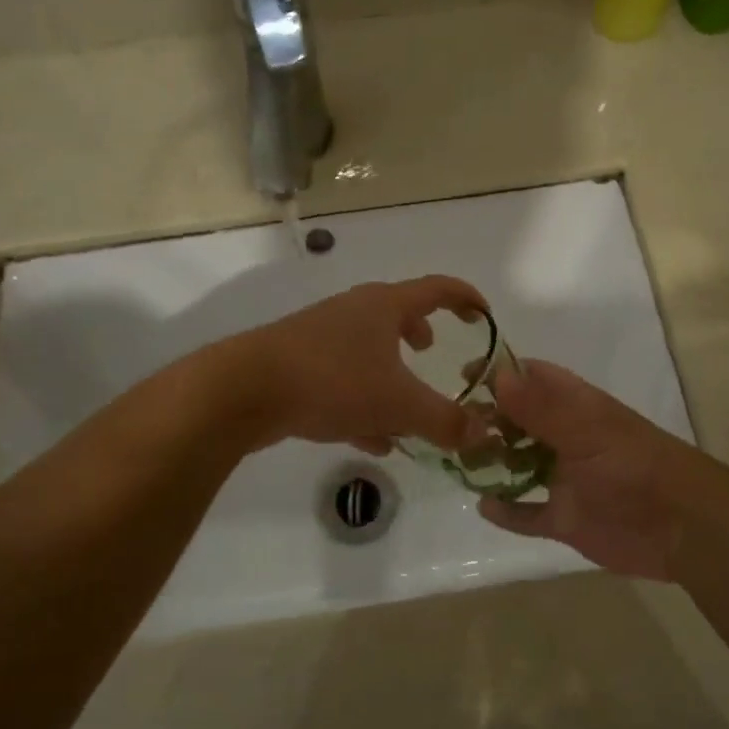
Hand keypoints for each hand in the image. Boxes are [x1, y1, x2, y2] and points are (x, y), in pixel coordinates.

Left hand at [225, 276, 488, 453]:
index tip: (484, 314)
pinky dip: (364, 403)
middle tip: (432, 350)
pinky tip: (372, 439)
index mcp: (383, 306)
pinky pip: (343, 381)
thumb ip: (445, 420)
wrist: (244, 390)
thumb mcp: (398, 404)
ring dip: (390, 375)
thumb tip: (484, 434)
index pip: (436, 289)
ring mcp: (320, 338)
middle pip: (395, 314)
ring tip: (406, 410)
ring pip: (367, 352)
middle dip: (418, 333)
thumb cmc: (333, 381)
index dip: (466, 298)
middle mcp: (352, 313)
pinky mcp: (297, 366)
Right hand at [475, 360, 697, 580]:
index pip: (532, 378)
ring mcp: (564, 479)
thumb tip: (496, 374)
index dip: (499, 373)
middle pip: (518, 421)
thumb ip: (541, 408)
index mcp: (575, 408)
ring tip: (459, 461)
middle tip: (452, 427)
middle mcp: (566, 438)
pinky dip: (507, 511)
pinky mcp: (565, 519)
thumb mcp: (586, 432)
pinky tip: (483, 506)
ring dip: (492, 461)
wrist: (683, 528)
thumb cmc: (634, 467)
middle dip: (487, 419)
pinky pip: (527, 513)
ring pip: (518, 464)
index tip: (463, 377)